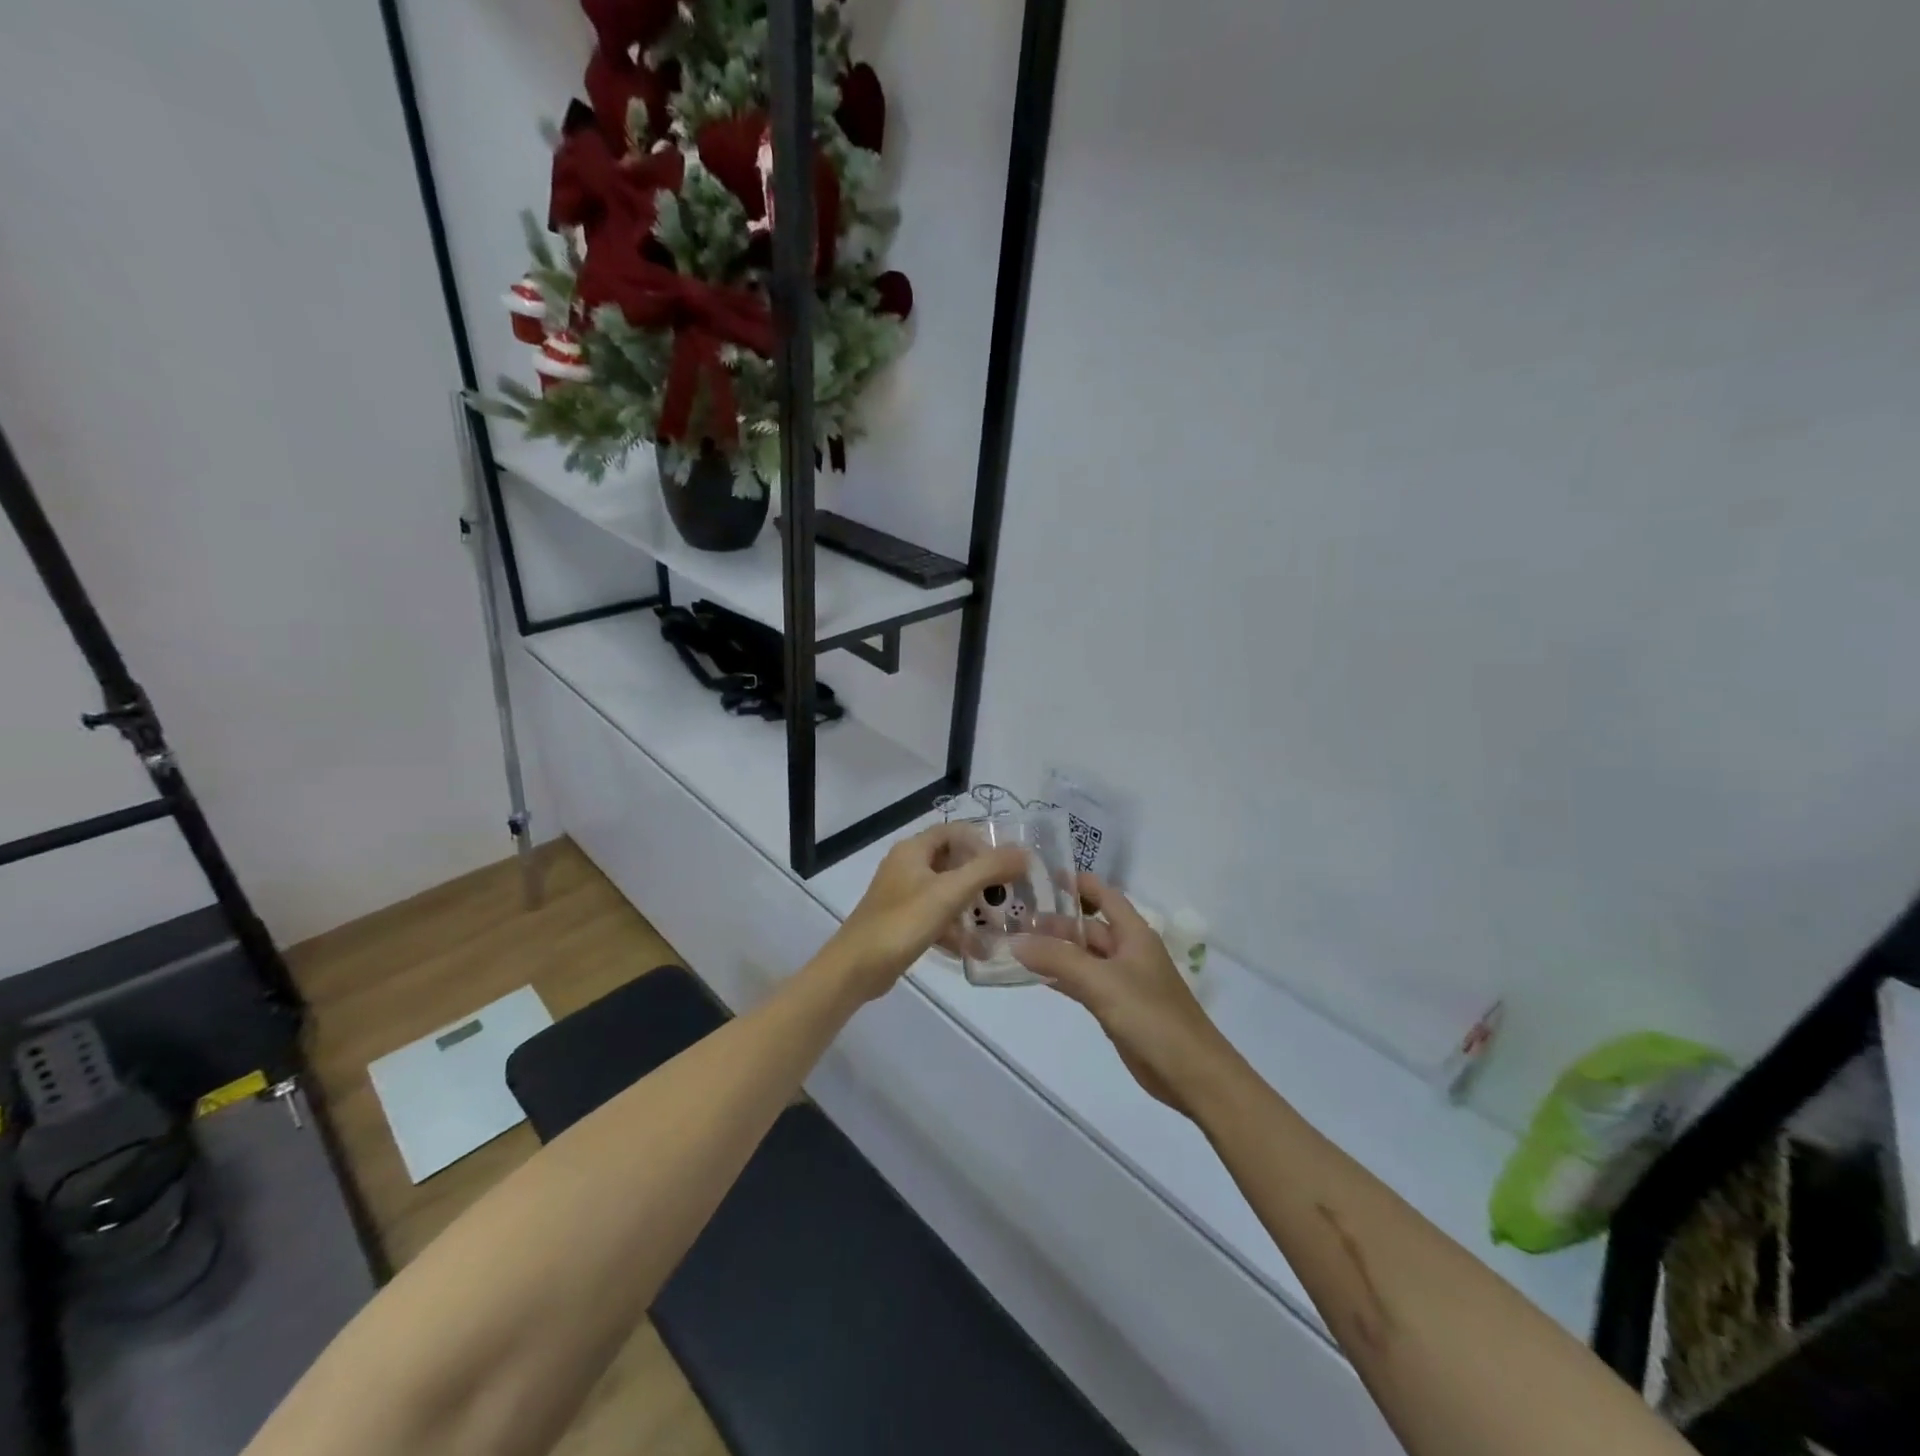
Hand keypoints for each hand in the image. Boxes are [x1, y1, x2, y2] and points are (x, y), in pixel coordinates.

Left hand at [820, 824, 1027, 1002]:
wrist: (856, 968)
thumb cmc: (902, 922)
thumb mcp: (949, 892)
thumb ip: (988, 869)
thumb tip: (1024, 851)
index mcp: (913, 850)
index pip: (954, 831)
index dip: (982, 842)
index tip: (1007, 865)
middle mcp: (907, 866)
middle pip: (952, 861)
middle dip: (981, 877)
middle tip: (1009, 894)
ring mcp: (903, 895)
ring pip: (946, 891)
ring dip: (971, 905)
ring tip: (999, 923)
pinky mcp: (902, 921)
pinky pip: (936, 916)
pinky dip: (955, 928)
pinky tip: (975, 949)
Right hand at [1013, 876, 1239, 1117]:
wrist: (1191, 1074)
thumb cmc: (1151, 1016)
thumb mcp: (1102, 982)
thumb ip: (1058, 959)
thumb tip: (1015, 940)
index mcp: (1134, 934)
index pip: (1104, 895)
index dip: (1077, 883)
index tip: (1040, 875)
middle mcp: (1128, 951)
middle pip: (1089, 927)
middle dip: (1056, 920)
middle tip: (1014, 917)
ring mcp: (1122, 981)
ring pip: (1083, 956)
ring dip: (1055, 949)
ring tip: (1016, 942)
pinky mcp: (1116, 1008)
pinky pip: (1083, 983)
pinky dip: (1060, 977)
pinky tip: (1034, 975)